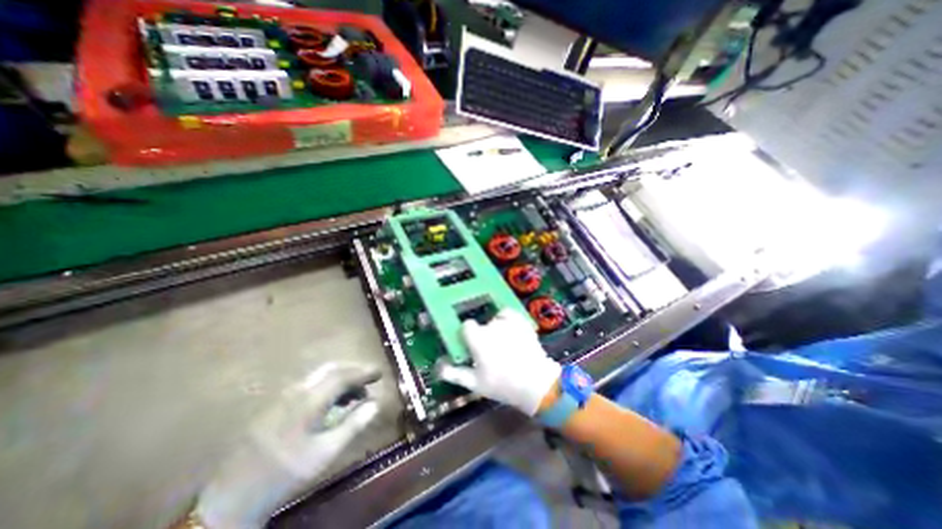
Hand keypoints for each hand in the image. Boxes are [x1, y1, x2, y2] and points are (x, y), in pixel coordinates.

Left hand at [194, 363, 382, 528]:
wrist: (231, 497)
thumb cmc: (285, 473)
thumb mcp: (325, 453)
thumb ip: (353, 425)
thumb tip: (375, 403)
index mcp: (308, 401)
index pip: (342, 376)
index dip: (363, 371)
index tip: (379, 372)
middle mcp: (296, 391)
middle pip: (331, 370)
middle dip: (353, 371)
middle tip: (369, 380)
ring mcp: (284, 397)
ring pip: (320, 376)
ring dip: (341, 379)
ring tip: (355, 395)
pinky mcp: (276, 405)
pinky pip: (309, 386)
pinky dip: (328, 387)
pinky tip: (332, 403)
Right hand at [436, 308, 556, 415]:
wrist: (535, 383)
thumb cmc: (502, 384)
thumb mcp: (475, 383)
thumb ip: (454, 373)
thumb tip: (438, 367)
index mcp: (477, 338)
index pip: (467, 326)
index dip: (469, 335)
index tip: (472, 346)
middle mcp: (491, 325)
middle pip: (483, 325)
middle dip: (484, 336)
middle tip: (491, 353)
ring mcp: (508, 321)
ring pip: (496, 320)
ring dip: (497, 329)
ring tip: (505, 345)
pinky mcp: (521, 321)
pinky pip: (509, 315)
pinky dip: (508, 320)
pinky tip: (511, 331)